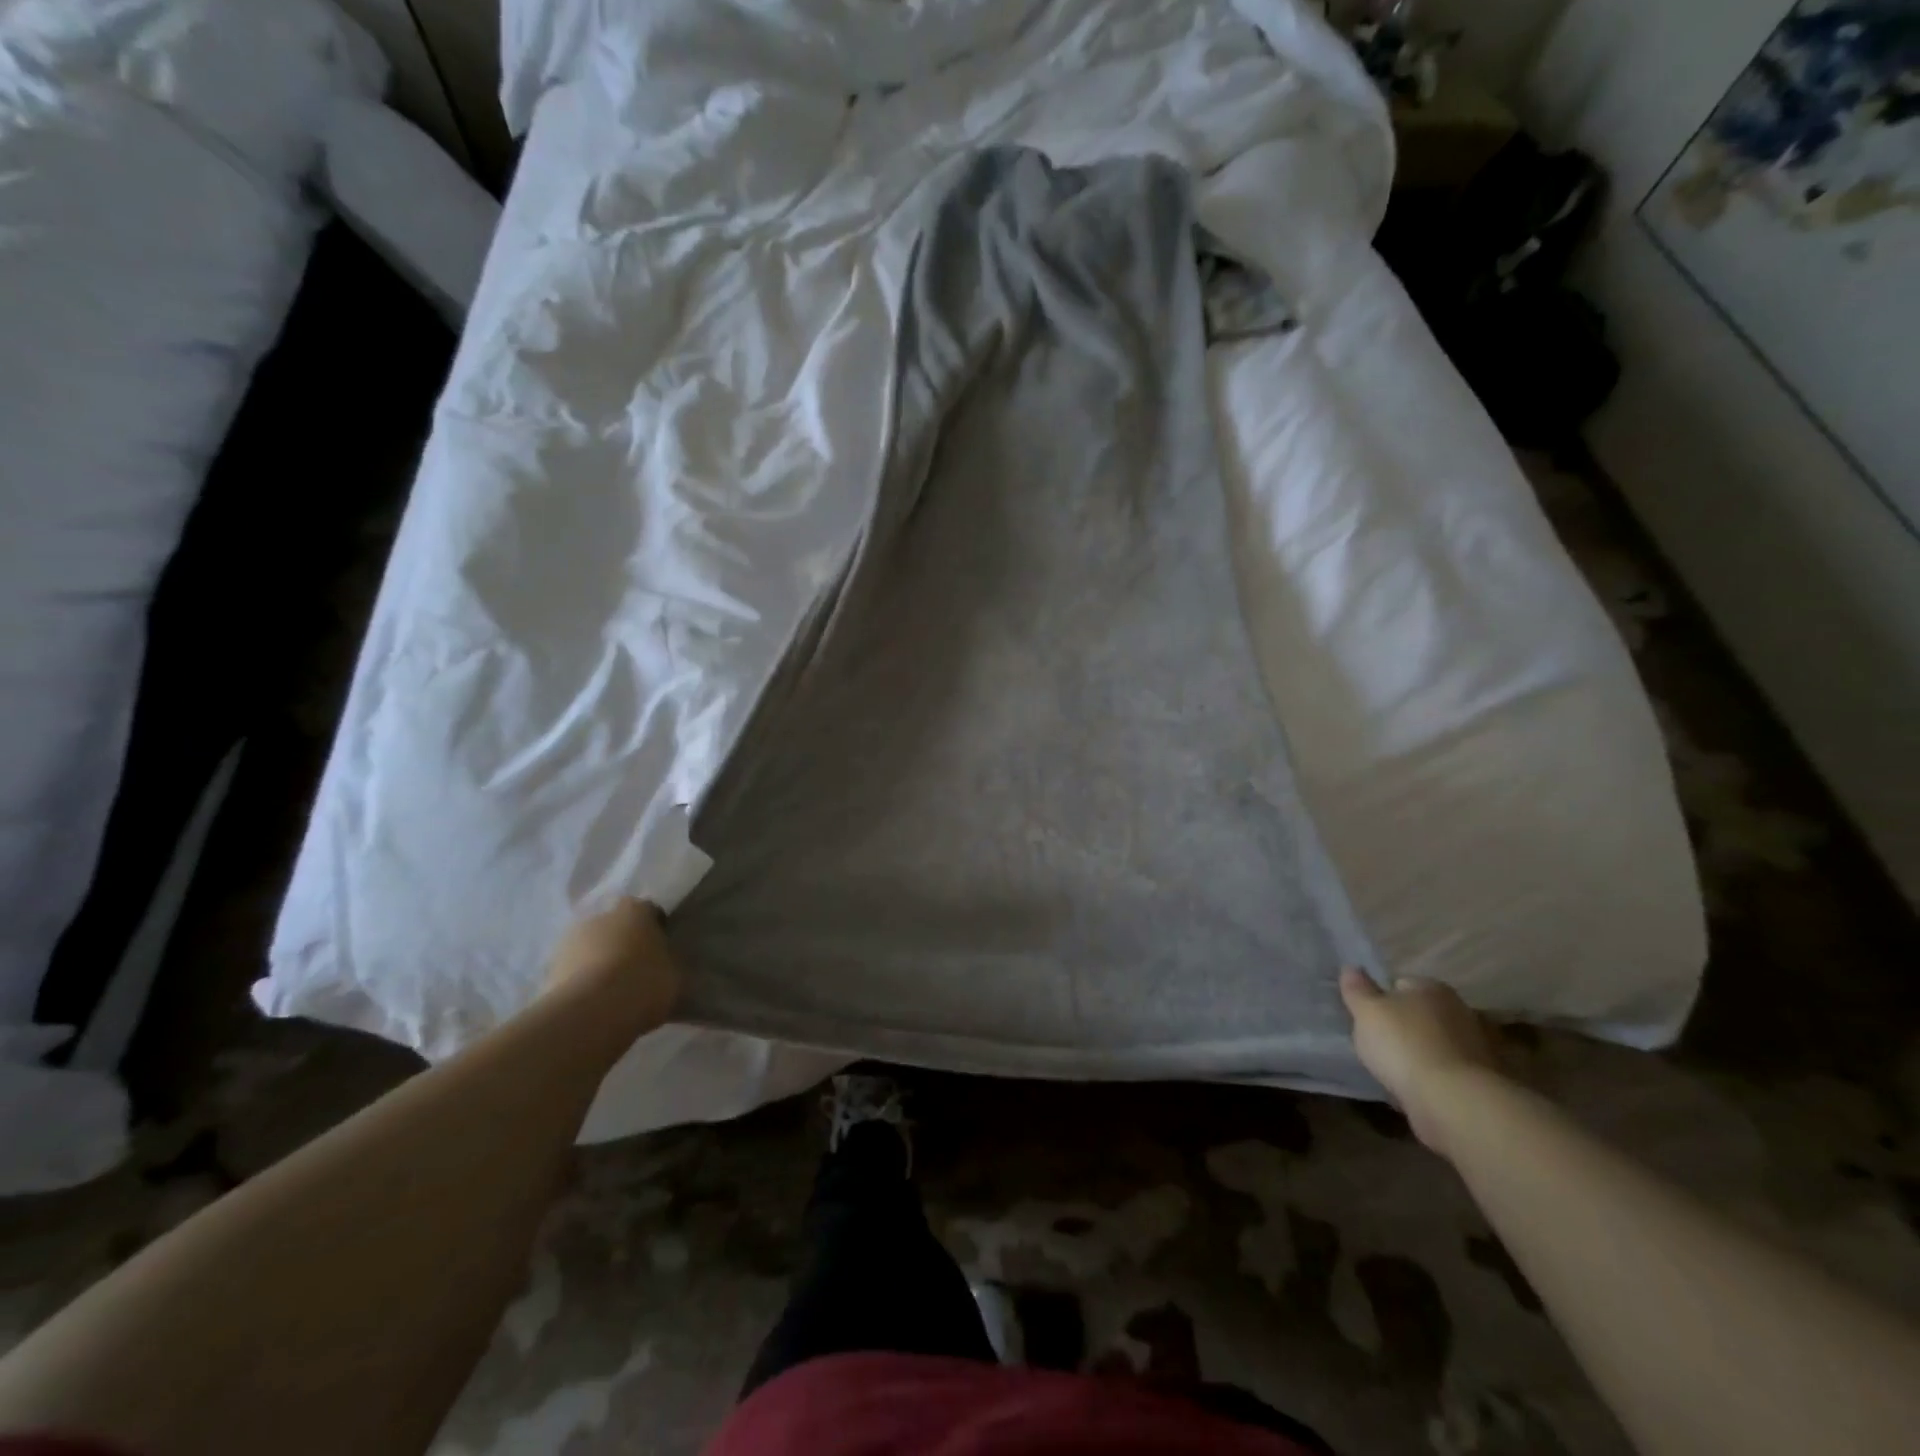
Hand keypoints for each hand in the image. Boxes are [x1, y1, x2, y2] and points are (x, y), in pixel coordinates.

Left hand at [544, 899, 682, 1035]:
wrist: (590, 1014)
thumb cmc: (644, 983)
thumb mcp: (675, 975)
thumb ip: (669, 964)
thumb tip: (666, 966)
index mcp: (635, 910)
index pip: (648, 910)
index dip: (654, 928)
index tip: (660, 948)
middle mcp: (599, 917)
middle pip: (613, 927)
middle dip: (622, 944)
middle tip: (635, 970)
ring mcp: (568, 943)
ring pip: (589, 950)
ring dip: (597, 964)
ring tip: (611, 993)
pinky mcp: (547, 972)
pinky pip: (572, 975)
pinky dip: (580, 985)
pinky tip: (592, 1006)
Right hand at [1340, 967, 1502, 1157]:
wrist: (1455, 1102)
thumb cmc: (1404, 1045)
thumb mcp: (1367, 1011)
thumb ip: (1357, 989)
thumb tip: (1351, 968)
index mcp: (1432, 988)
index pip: (1400, 984)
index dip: (1381, 999)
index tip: (1367, 1018)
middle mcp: (1460, 1011)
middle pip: (1421, 1014)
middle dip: (1403, 1026)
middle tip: (1378, 1044)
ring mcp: (1476, 1048)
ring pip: (1435, 1045)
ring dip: (1419, 1054)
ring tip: (1395, 1071)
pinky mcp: (1483, 1082)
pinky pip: (1446, 1073)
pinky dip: (1433, 1079)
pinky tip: (1415, 1091)